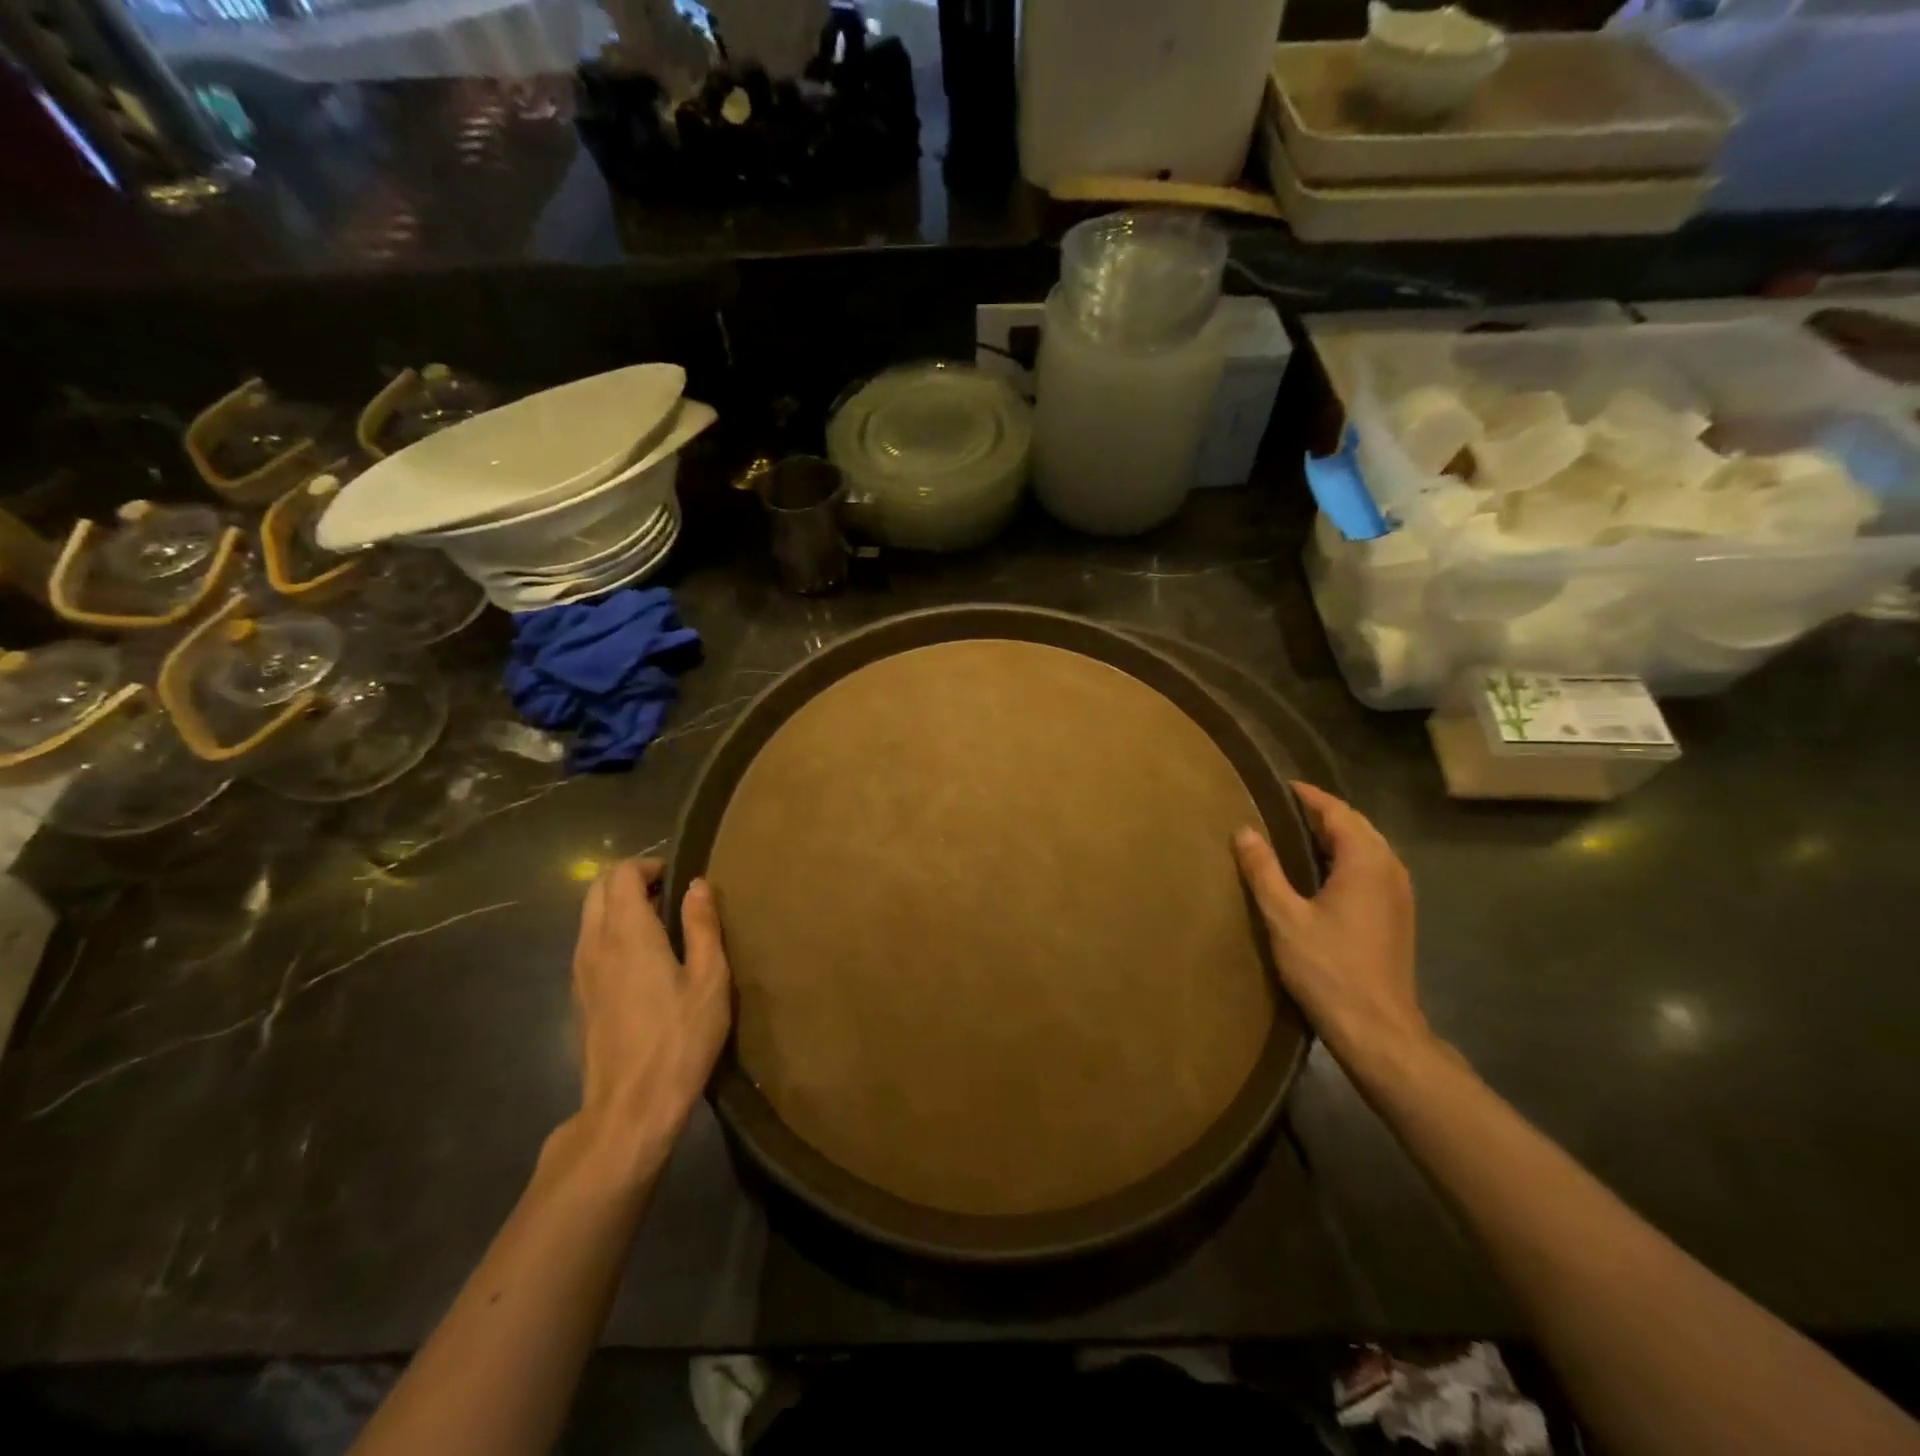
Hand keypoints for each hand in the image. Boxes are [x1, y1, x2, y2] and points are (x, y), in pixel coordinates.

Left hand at [565, 857, 730, 1174]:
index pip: (621, 873)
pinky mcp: (579, 995)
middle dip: (631, 879)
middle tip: (671, 894)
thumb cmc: (679, 1038)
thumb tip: (697, 884)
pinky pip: (589, 942)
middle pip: (597, 888)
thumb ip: (702, 925)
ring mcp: (580, 971)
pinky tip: (644, 959)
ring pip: (589, 915)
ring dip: (620, 906)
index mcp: (627, 932)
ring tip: (662, 925)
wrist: (629, 1108)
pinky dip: (611, 932)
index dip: (649, 864)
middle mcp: (594, 943)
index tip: (680, 876)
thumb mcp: (709, 979)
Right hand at [1233, 782, 1430, 1078]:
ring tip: (1297, 834)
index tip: (1282, 786)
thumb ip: (1263, 870)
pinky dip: (1347, 857)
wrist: (1378, 1029)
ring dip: (1337, 835)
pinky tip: (1322, 872)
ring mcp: (1400, 894)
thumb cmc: (1328, 968)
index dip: (1310, 796)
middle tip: (1284, 808)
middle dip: (1324, 813)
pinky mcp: (1398, 915)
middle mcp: (1390, 869)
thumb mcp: (1284, 917)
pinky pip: (1373, 868)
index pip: (1338, 812)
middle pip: (1357, 826)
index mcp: (1366, 862)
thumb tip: (1244, 830)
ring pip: (1368, 847)